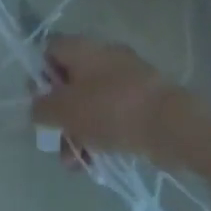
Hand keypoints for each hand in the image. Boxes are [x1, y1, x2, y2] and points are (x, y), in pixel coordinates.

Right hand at [31, 34, 178, 161]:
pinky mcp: (145, 101)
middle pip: (69, 81)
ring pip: (91, 103)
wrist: (172, 125)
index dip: (38, 76)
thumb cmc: (110, 109)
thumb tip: (38, 109)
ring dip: (77, 131)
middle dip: (59, 114)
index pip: (49, 50)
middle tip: (54, 139)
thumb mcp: (63, 110)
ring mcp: (127, 79)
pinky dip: (101, 135)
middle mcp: (104, 56)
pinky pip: (113, 115)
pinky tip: (95, 161)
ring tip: (73, 162)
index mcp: (82, 48)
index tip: (38, 103)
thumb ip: (41, 109)